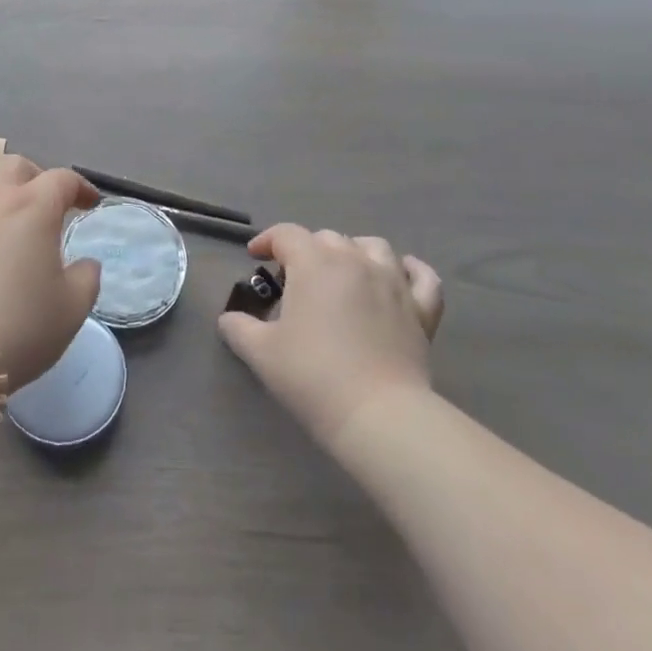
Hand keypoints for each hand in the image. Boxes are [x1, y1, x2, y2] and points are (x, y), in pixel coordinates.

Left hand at [0, 155, 102, 390]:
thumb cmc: (21, 325)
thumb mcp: (73, 307)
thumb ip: (87, 277)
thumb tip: (85, 264)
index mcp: (34, 205)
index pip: (63, 179)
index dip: (81, 188)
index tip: (90, 205)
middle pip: (16, 166)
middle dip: (36, 178)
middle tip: (46, 204)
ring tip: (3, 211)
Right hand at [218, 226, 443, 445]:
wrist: (379, 416)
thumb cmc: (314, 377)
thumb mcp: (262, 354)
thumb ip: (238, 328)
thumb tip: (229, 319)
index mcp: (314, 263)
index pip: (286, 235)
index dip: (267, 240)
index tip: (255, 257)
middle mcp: (354, 260)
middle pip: (327, 238)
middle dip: (307, 250)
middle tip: (295, 278)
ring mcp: (393, 282)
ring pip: (374, 246)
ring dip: (354, 251)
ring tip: (343, 271)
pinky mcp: (422, 310)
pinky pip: (423, 277)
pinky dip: (411, 270)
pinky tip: (401, 274)